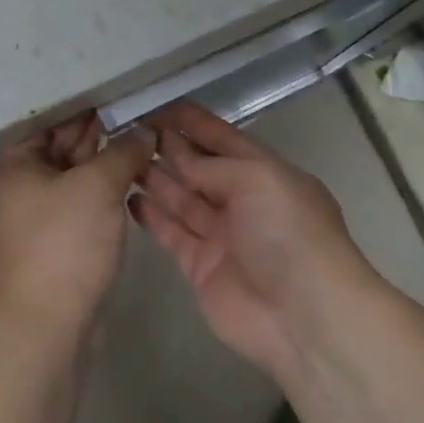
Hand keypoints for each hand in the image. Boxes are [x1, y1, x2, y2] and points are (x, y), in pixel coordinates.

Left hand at [0, 113, 156, 342]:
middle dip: (98, 135)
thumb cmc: (66, 241)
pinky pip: (80, 205)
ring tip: (143, 144)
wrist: (49, 321)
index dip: (83, 109)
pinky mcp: (56, 244)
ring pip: (74, 180)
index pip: (50, 124)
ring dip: (104, 164)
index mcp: (16, 166)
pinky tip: (132, 182)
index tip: (118, 97)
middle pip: (61, 150)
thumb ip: (123, 152)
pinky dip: (102, 193)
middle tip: (137, 116)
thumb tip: (144, 131)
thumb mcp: (98, 185)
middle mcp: (20, 189)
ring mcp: (38, 219)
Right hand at [130, 102, 375, 378]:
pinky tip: (128, 197)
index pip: (223, 138)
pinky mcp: (201, 266)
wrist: (303, 316)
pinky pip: (172, 233)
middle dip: (168, 147)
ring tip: (120, 157)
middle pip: (199, 167)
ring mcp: (221, 235)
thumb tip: (178, 155)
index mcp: (265, 173)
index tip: (156, 106)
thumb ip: (213, 165)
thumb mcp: (258, 179)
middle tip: (127, 129)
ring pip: (182, 198)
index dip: (193, 122)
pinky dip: (152, 216)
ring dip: (155, 177)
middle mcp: (243, 200)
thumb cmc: (288, 233)